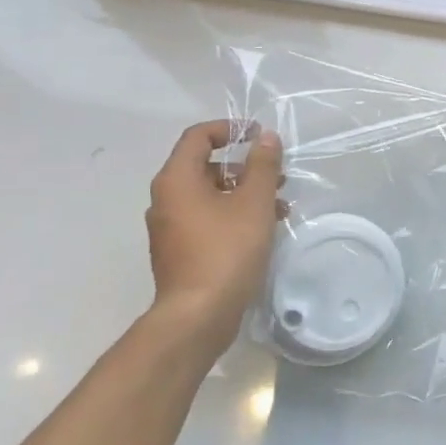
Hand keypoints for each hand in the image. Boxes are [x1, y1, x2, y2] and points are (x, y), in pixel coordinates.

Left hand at [143, 120, 284, 352]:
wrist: (197, 315)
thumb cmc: (226, 250)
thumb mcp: (253, 203)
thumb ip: (262, 165)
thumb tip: (265, 137)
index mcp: (177, 180)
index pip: (198, 137)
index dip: (229, 129)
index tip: (259, 135)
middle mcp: (166, 199)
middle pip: (205, 166)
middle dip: (244, 166)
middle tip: (277, 174)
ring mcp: (170, 227)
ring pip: (210, 195)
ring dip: (244, 192)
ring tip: (279, 204)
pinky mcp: (180, 250)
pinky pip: (208, 218)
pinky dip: (234, 214)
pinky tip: (263, 229)